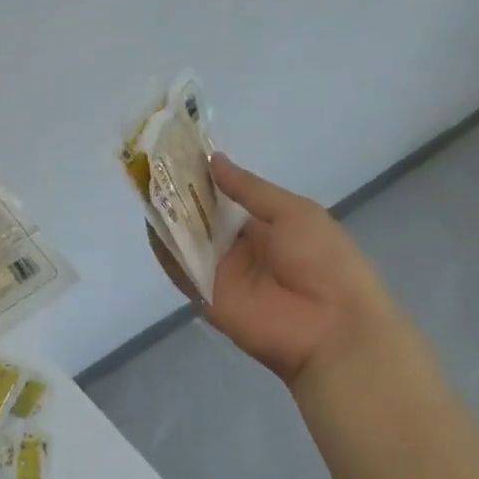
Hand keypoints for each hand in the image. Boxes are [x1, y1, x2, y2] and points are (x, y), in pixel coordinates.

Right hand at [148, 154, 404, 386]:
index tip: (179, 151)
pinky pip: (182, 270)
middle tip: (154, 162)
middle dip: (181, 192)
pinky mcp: (207, 296)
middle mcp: (240, 248)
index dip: (205, 177)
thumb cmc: (324, 261)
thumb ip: (249, 189)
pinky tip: (150, 220)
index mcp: (266, 227)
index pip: (226, 198)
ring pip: (188, 240)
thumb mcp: (294, 212)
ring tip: (145, 182)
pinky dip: (165, 248)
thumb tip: (213, 159)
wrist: (333, 328)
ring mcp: (221, 273)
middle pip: (203, 217)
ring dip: (169, 215)